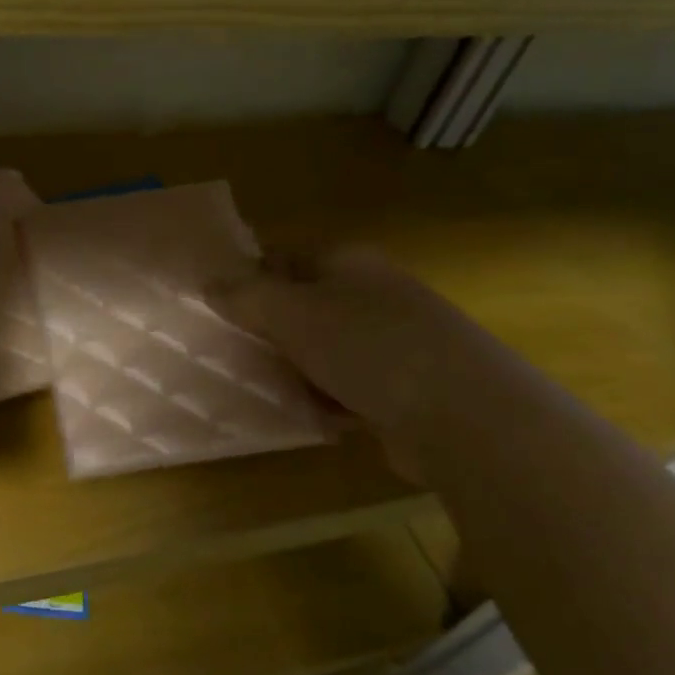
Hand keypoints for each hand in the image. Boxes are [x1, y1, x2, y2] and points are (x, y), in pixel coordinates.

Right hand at [209, 251, 463, 441]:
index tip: (220, 309)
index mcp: (349, 263)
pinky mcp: (406, 387)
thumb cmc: (368, 348)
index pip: (285, 258)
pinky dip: (330, 399)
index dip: (250, 278)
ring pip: (325, 350)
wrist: (465, 415)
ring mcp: (394, 341)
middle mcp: (373, 294)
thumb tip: (208, 282)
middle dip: (272, 332)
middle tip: (240, 354)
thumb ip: (245, 296)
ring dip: (298, 370)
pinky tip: (315, 417)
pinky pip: (350, 386)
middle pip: (304, 306)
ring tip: (271, 390)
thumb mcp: (292, 314)